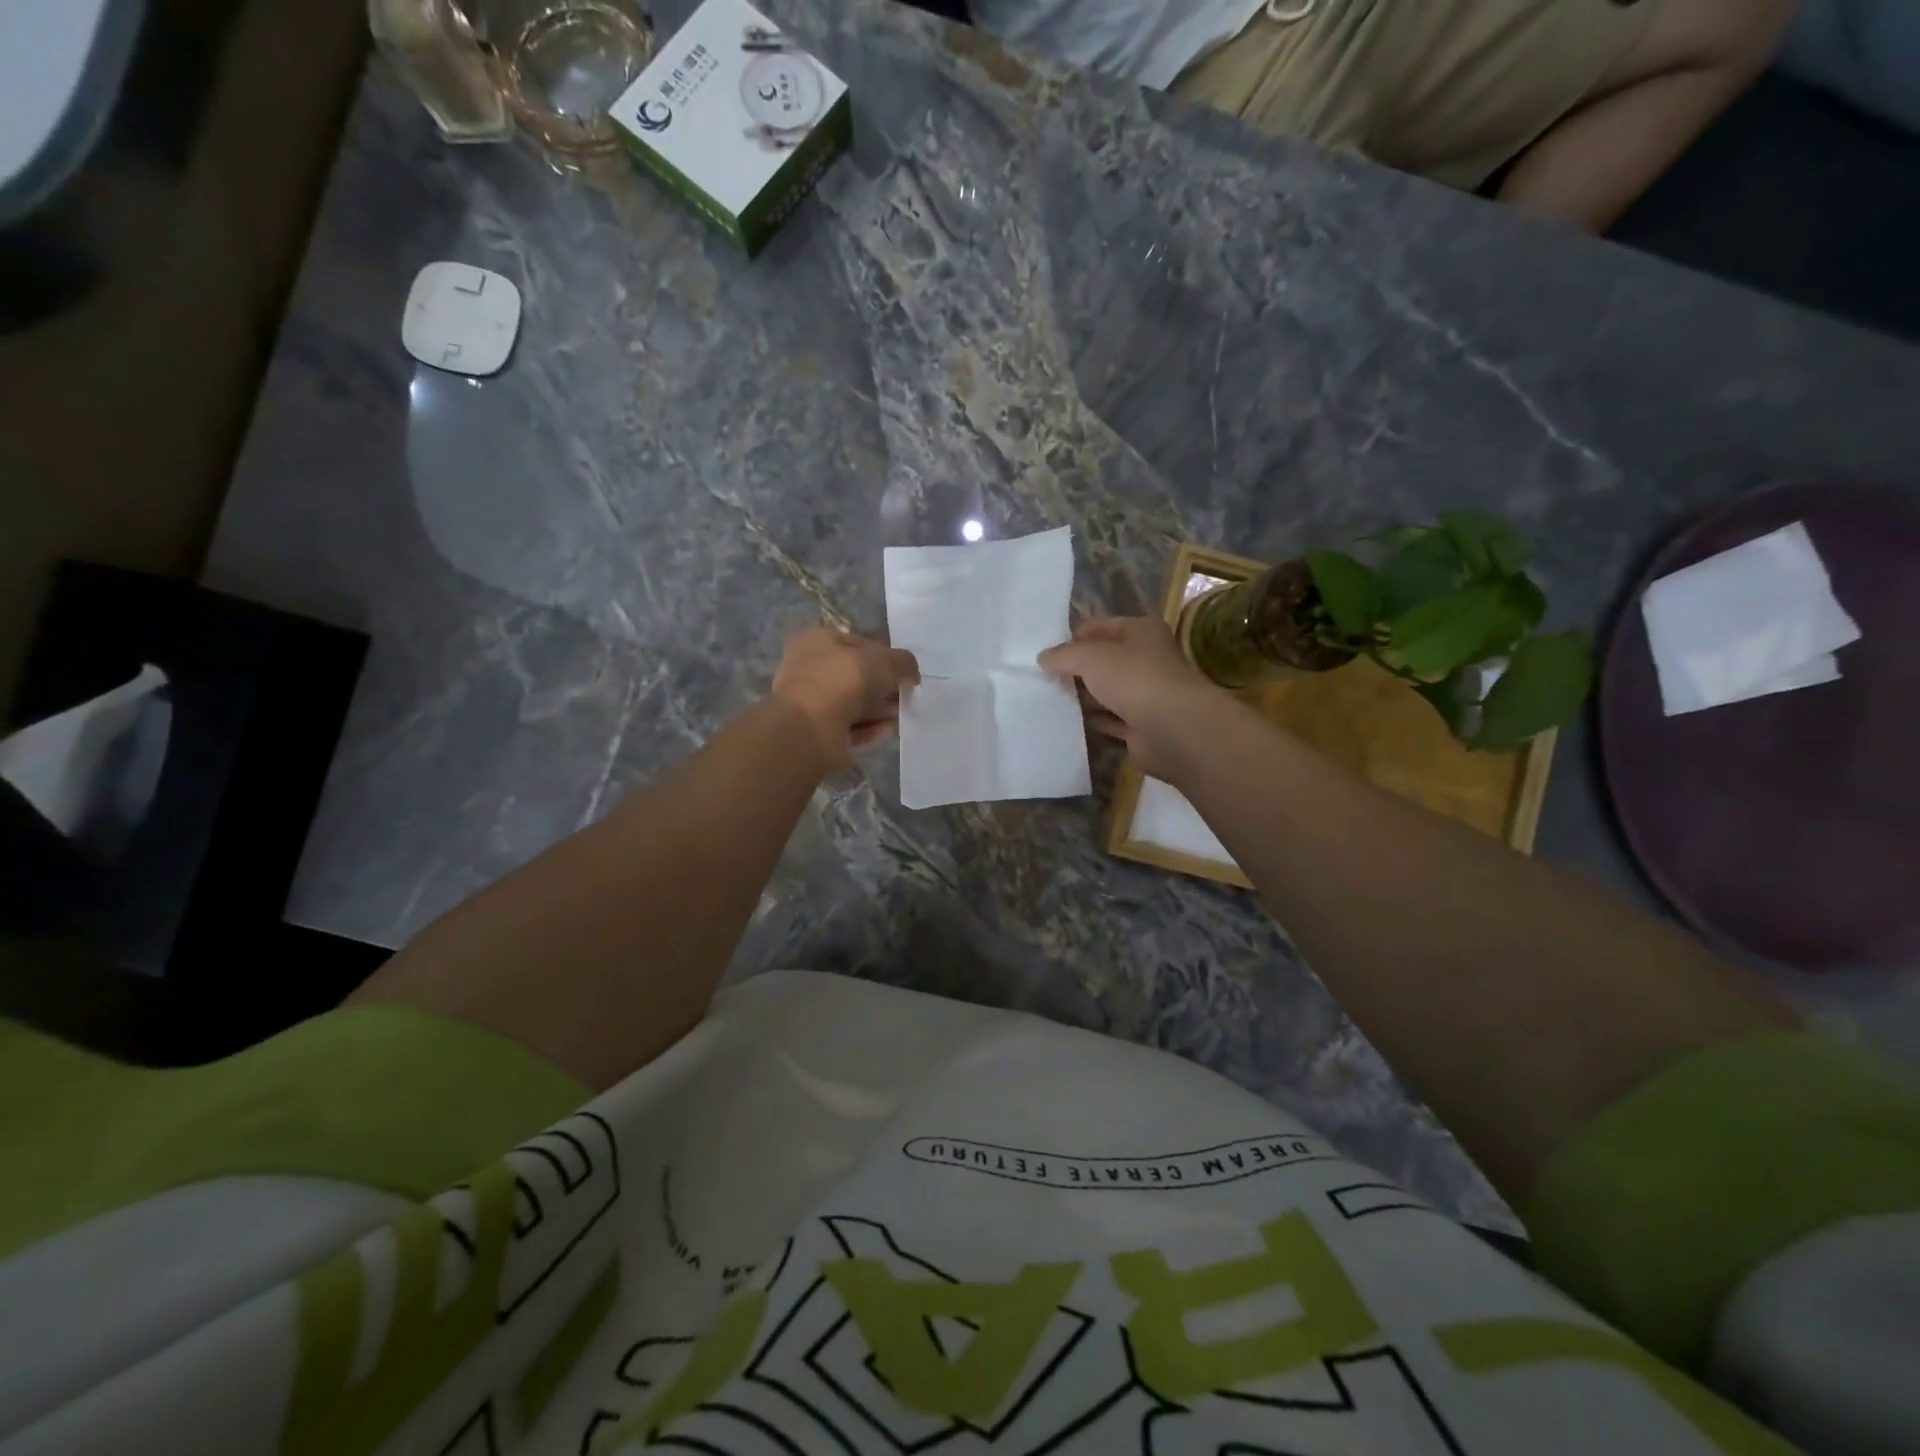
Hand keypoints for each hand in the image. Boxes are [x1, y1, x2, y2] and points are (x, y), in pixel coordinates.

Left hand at [772, 625, 919, 768]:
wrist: (812, 727)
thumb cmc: (845, 679)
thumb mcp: (885, 660)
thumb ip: (904, 662)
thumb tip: (911, 673)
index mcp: (816, 639)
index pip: (856, 642)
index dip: (884, 654)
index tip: (904, 670)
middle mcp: (808, 668)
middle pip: (855, 675)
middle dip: (883, 685)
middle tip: (906, 693)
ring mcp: (810, 702)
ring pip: (853, 703)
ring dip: (879, 708)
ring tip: (903, 714)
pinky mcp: (816, 732)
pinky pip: (849, 727)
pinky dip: (870, 728)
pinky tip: (891, 730)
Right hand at [1039, 616, 1230, 780]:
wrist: (1173, 728)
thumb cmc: (1134, 679)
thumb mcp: (1090, 656)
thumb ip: (1063, 655)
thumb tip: (1043, 658)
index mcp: (1142, 632)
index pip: (1103, 627)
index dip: (1075, 637)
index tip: (1048, 652)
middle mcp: (1148, 660)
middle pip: (1106, 661)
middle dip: (1078, 669)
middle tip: (1045, 678)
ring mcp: (1148, 695)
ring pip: (1109, 692)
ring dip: (1086, 697)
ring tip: (1051, 700)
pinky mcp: (1144, 726)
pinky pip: (1113, 721)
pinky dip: (1095, 722)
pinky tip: (1071, 723)